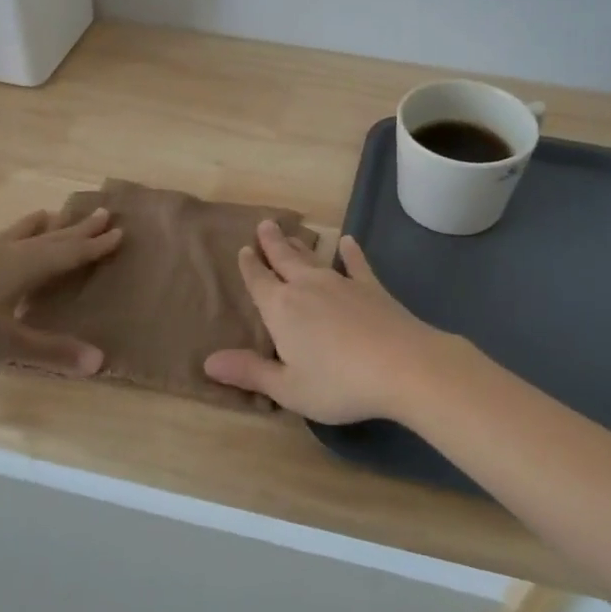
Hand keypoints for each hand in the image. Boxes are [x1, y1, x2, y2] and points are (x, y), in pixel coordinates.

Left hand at [0, 207, 122, 373]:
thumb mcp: (8, 345)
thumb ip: (52, 351)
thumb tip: (100, 361)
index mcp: (23, 268)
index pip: (68, 254)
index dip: (95, 245)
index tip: (118, 230)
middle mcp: (2, 254)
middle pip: (47, 239)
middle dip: (75, 230)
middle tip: (100, 213)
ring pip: (9, 236)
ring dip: (30, 226)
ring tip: (46, 213)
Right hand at [203, 221, 458, 423]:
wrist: (402, 365)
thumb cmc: (338, 383)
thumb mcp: (288, 387)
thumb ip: (250, 372)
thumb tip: (208, 361)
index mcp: (281, 309)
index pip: (258, 281)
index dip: (249, 266)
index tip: (244, 249)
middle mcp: (306, 287)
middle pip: (284, 259)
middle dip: (272, 243)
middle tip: (265, 223)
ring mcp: (341, 283)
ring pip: (313, 259)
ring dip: (300, 246)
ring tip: (291, 232)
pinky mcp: (371, 287)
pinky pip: (356, 264)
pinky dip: (351, 252)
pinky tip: (348, 241)